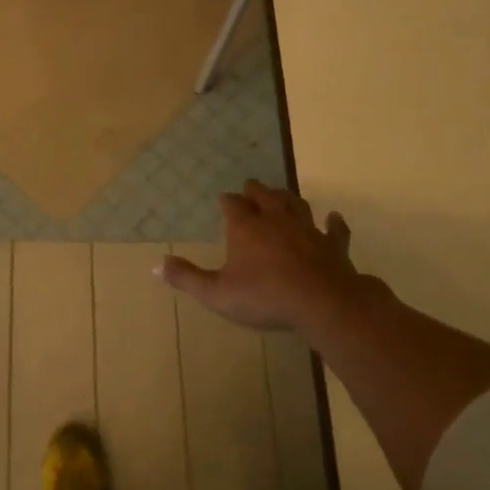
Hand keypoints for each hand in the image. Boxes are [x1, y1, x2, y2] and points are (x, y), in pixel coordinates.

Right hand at [159, 181, 376, 332]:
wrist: (322, 302)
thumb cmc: (263, 296)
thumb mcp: (216, 293)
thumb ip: (187, 278)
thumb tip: (155, 266)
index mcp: (245, 228)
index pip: (233, 205)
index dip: (227, 201)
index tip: (223, 199)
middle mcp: (275, 220)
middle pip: (264, 196)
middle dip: (255, 191)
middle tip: (250, 187)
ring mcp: (307, 230)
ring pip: (296, 205)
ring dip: (287, 199)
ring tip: (281, 195)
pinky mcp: (333, 246)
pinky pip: (334, 230)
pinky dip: (334, 223)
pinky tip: (334, 217)